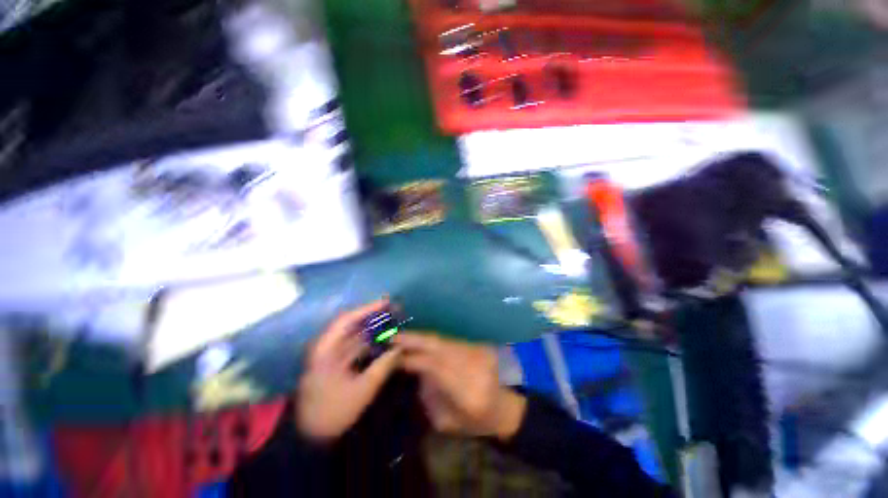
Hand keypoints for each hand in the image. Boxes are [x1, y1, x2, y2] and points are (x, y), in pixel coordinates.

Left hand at [297, 300, 400, 441]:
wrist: (308, 436)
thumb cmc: (332, 412)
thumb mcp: (361, 390)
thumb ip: (383, 367)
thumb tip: (400, 349)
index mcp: (327, 349)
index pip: (347, 319)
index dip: (368, 308)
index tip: (387, 303)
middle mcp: (327, 346)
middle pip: (352, 324)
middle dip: (374, 316)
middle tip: (394, 311)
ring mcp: (331, 355)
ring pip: (355, 335)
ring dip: (372, 329)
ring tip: (392, 323)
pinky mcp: (336, 363)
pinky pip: (355, 346)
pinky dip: (369, 342)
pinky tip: (383, 341)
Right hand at [395, 333, 525, 440]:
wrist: (505, 407)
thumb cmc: (477, 422)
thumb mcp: (448, 422)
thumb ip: (429, 397)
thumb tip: (413, 370)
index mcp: (468, 392)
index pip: (435, 367)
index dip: (413, 359)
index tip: (392, 356)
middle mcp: (474, 366)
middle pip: (440, 347)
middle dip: (414, 340)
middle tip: (393, 336)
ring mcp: (478, 352)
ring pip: (444, 340)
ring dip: (421, 338)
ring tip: (402, 337)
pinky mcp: (479, 345)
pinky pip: (450, 340)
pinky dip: (433, 340)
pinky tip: (421, 341)